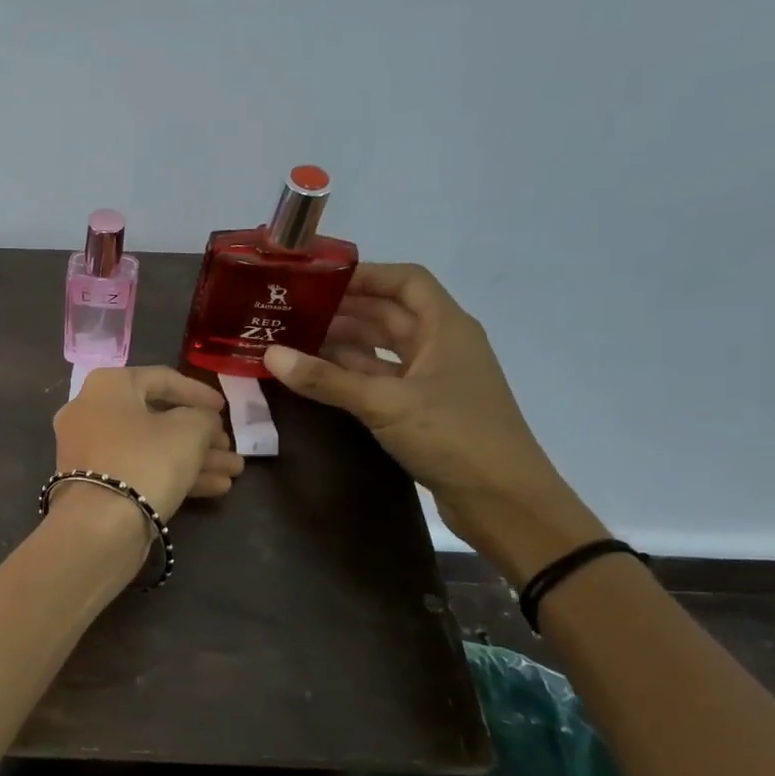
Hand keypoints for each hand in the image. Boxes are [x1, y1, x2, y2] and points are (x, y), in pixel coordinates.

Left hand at [55, 366, 241, 519]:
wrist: (100, 526)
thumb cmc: (146, 461)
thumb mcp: (189, 430)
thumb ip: (204, 417)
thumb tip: (203, 421)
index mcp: (107, 386)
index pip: (161, 378)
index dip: (198, 392)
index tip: (225, 409)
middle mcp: (90, 412)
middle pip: (156, 418)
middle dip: (200, 435)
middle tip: (229, 447)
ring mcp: (89, 450)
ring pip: (150, 447)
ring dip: (194, 458)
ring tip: (233, 472)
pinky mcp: (93, 484)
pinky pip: (137, 469)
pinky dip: (171, 475)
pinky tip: (214, 488)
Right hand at [261, 263, 604, 582]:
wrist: (504, 501)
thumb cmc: (454, 436)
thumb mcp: (385, 404)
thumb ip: (327, 379)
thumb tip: (270, 355)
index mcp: (446, 328)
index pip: (405, 281)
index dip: (365, 275)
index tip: (317, 279)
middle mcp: (441, 345)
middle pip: (388, 314)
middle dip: (342, 310)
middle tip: (291, 311)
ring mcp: (432, 379)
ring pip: (381, 348)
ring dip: (342, 344)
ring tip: (293, 340)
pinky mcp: (423, 408)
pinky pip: (379, 379)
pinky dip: (349, 375)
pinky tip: (316, 377)